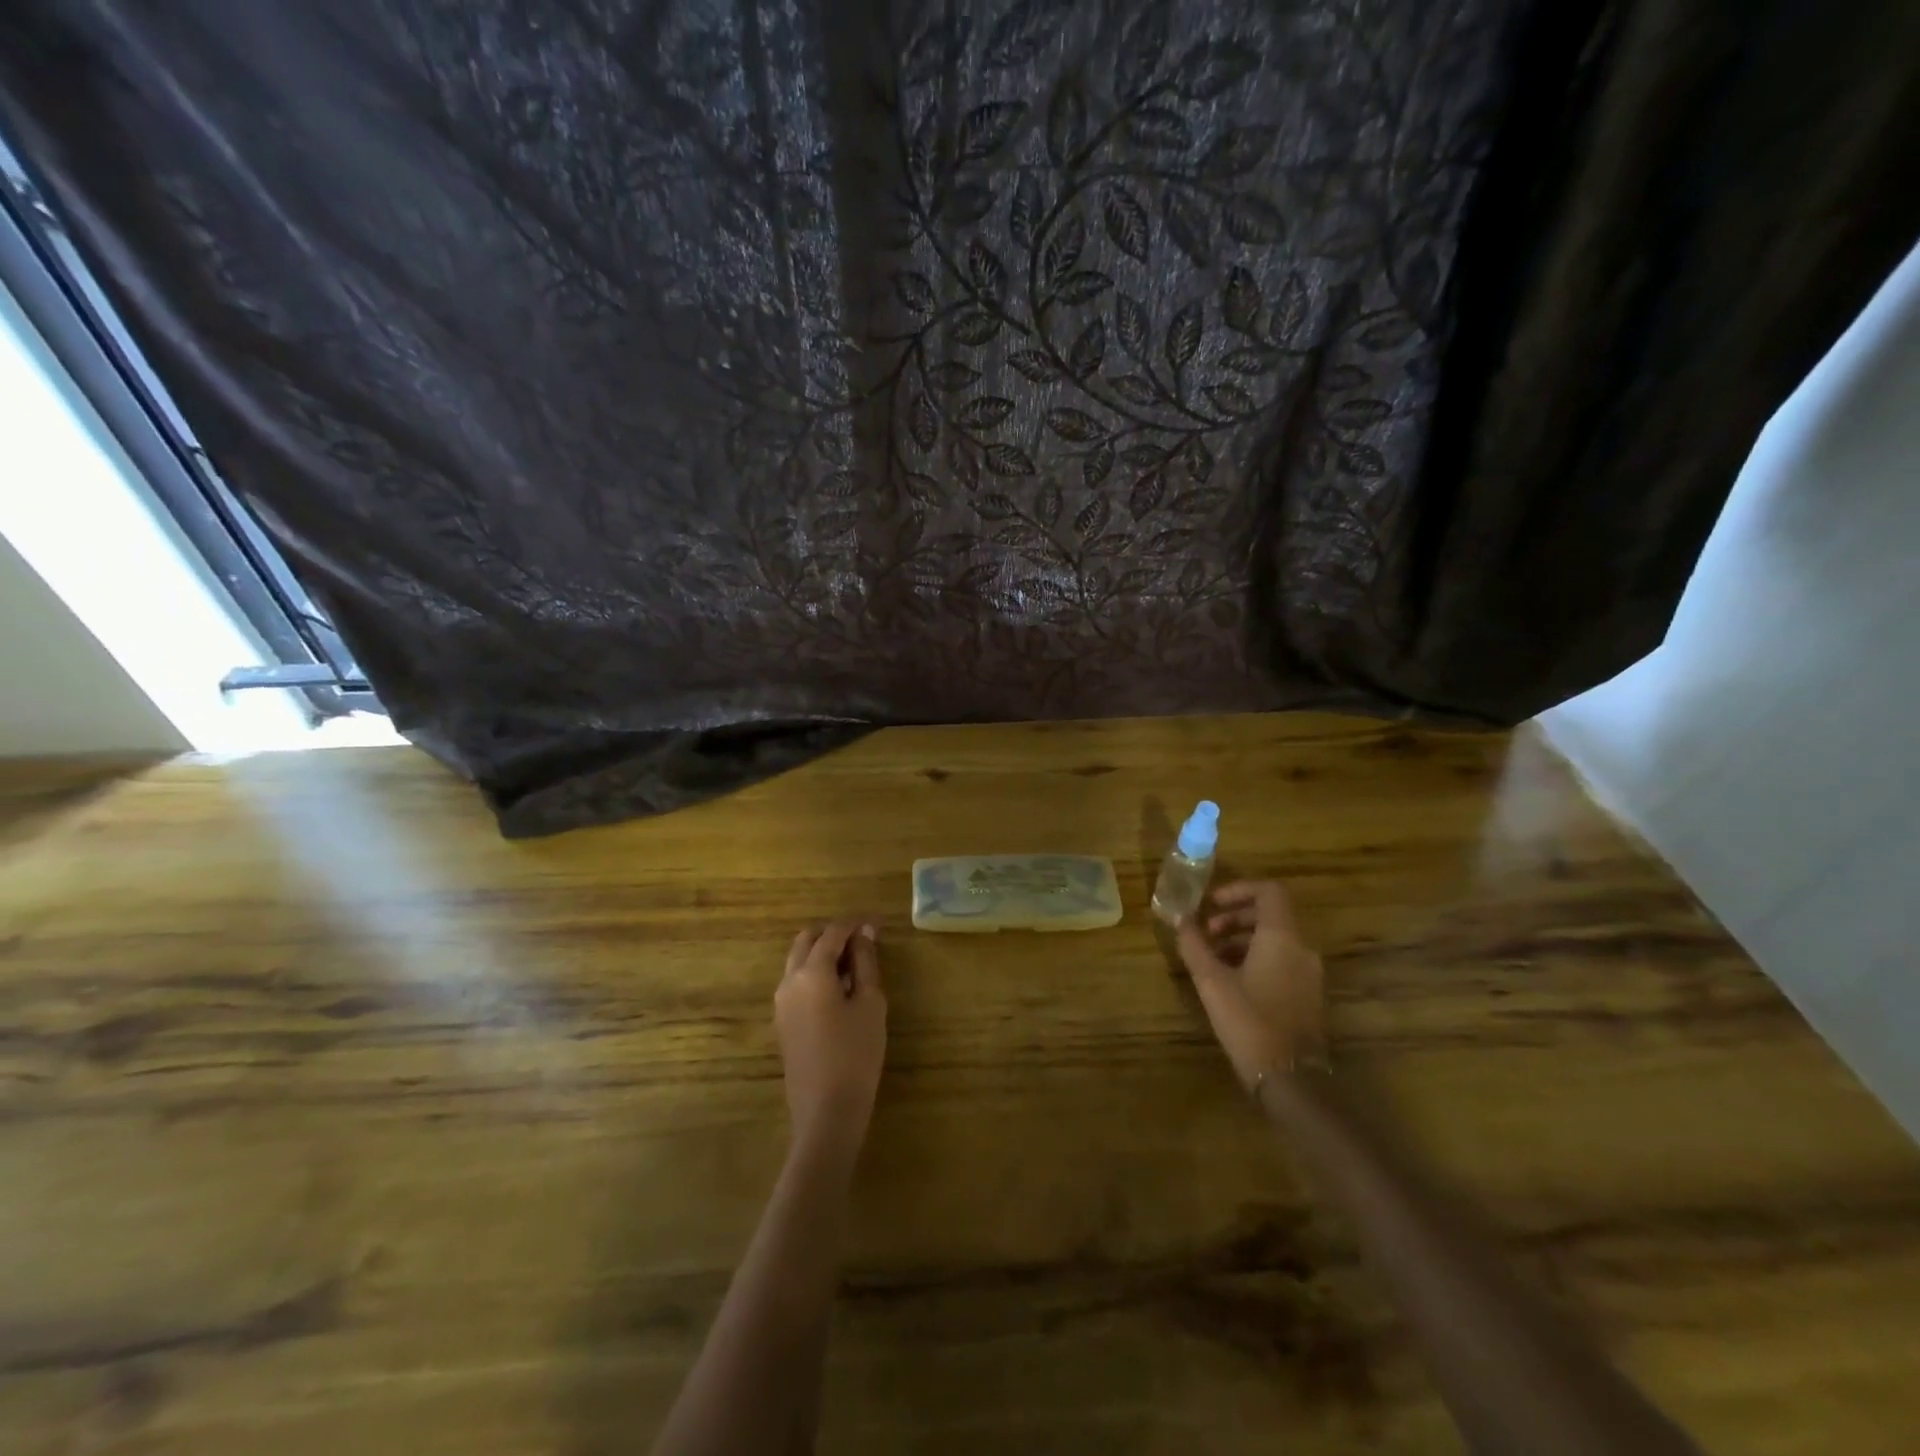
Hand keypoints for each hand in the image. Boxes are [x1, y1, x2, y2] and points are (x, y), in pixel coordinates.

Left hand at [775, 921, 886, 1158]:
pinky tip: (839, 989)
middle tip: (863, 941)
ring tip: (854, 964)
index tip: (877, 924)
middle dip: (833, 933)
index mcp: (811, 971)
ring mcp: (781, 1002)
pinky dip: (815, 972)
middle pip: (807, 940)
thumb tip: (864, 934)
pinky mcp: (782, 1021)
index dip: (855, 924)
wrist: (826, 1111)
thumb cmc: (856, 1053)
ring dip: (822, 952)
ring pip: (798, 960)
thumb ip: (865, 963)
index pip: (833, 933)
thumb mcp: (870, 1003)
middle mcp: (789, 980)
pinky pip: (796, 982)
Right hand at [1176, 881, 1325, 1090]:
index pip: (1269, 891)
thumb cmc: (1250, 1022)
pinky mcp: (1307, 994)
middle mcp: (1302, 948)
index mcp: (1282, 938)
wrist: (1292, 1079)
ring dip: (1242, 938)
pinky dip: (1255, 957)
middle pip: (1271, 914)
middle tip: (1206, 932)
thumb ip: (1195, 946)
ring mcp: (1308, 973)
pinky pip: (1281, 960)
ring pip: (1275, 939)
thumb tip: (1181, 920)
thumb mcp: (1212, 982)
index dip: (1239, 889)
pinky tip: (1230, 979)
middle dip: (1235, 916)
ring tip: (1211, 957)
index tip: (1211, 903)